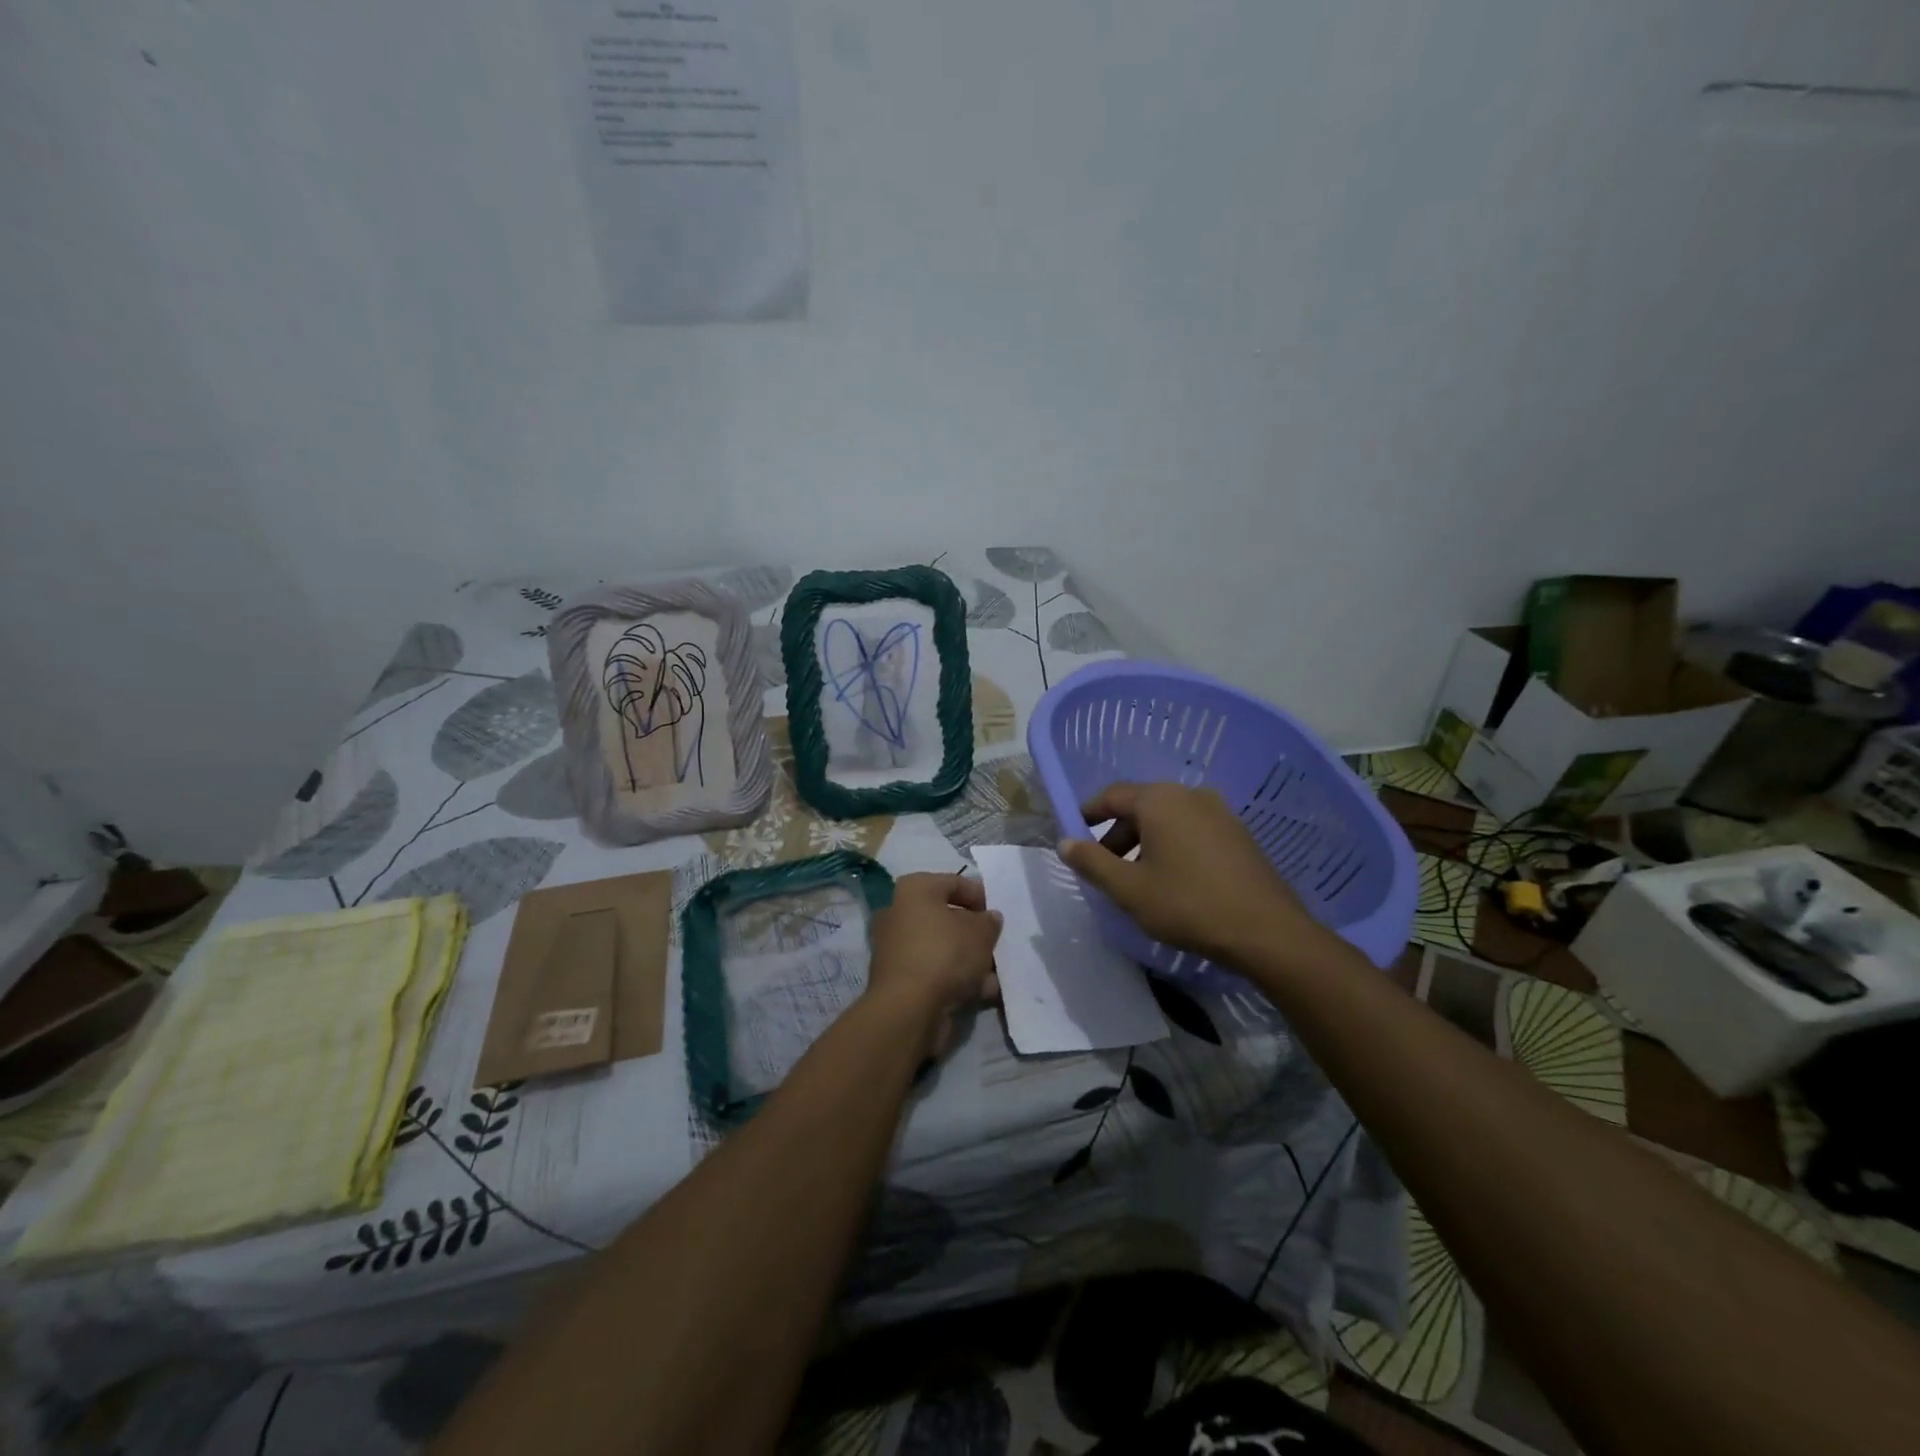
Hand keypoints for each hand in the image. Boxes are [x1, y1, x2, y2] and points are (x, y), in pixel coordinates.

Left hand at [865, 873, 1002, 1058]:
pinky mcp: (899, 978)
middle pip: (947, 917)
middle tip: (997, 944)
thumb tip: (989, 918)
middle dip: (975, 932)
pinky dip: (957, 978)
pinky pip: (935, 970)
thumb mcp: (981, 932)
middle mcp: (900, 912)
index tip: (1000, 915)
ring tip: (995, 973)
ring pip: (943, 947)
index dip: (982, 896)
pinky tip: (983, 992)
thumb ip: (990, 922)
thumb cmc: (945, 954)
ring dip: (970, 959)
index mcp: (915, 889)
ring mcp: (897, 947)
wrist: (909, 1009)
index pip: (955, 882)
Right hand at [1057, 782, 1322, 965]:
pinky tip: (1174, 879)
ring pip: (1168, 819)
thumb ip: (1092, 862)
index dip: (1088, 813)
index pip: (1112, 795)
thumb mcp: (1129, 889)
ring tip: (1137, 878)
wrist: (1267, 931)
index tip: (1074, 835)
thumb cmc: (1188, 905)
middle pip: (1141, 806)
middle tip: (1104, 867)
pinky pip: (1193, 830)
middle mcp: (1190, 795)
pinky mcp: (1239, 834)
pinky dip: (1173, 845)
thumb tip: (1064, 842)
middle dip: (1117, 833)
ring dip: (1145, 841)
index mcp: (1160, 800)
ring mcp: (1220, 812)